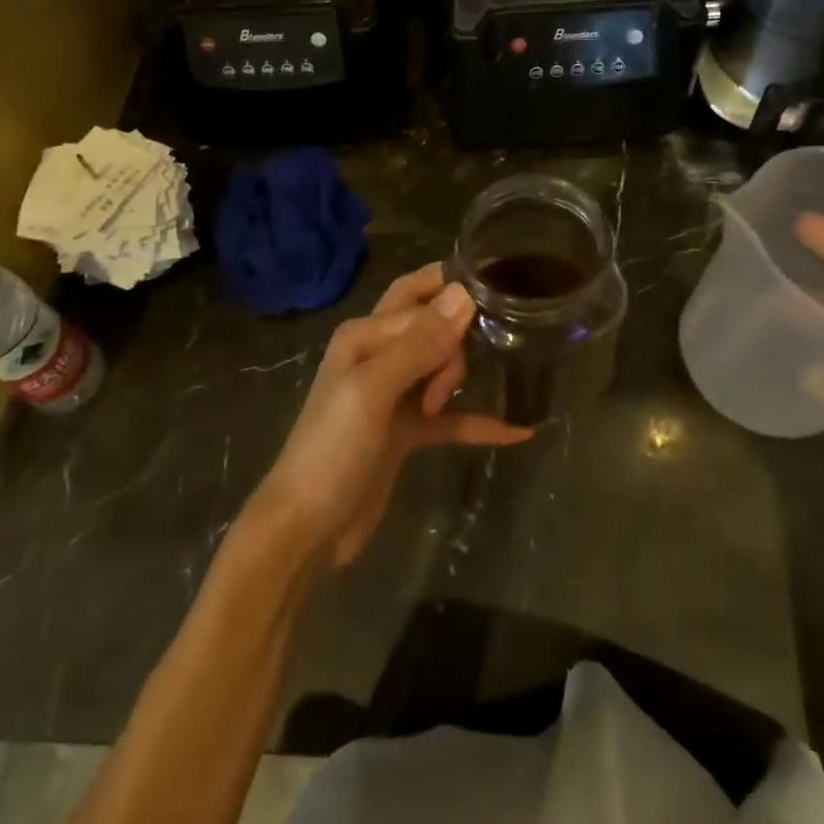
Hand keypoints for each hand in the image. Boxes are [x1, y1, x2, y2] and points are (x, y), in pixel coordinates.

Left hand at [251, 264, 531, 567]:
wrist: (307, 530)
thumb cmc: (332, 449)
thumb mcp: (373, 391)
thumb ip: (419, 344)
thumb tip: (465, 293)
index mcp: (365, 335)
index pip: (420, 299)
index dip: (454, 307)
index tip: (502, 302)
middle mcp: (380, 355)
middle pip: (433, 325)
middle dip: (461, 333)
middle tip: (487, 356)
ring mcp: (395, 394)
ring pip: (444, 366)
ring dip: (468, 375)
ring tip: (498, 390)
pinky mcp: (407, 430)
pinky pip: (451, 417)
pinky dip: (478, 421)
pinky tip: (517, 429)